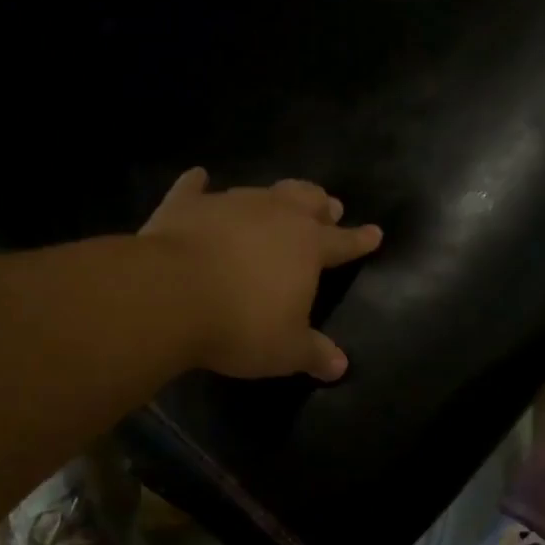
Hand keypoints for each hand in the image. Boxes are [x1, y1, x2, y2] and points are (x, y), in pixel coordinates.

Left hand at [140, 167, 382, 380]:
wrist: (169, 295)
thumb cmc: (241, 324)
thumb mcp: (286, 350)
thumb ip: (314, 354)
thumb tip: (341, 366)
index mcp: (308, 246)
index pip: (344, 241)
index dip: (361, 239)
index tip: (375, 232)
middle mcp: (275, 215)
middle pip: (307, 200)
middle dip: (321, 205)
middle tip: (329, 206)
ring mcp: (230, 204)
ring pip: (262, 191)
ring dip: (273, 197)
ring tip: (277, 200)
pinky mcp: (187, 205)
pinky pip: (195, 188)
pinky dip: (199, 185)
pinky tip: (198, 178)